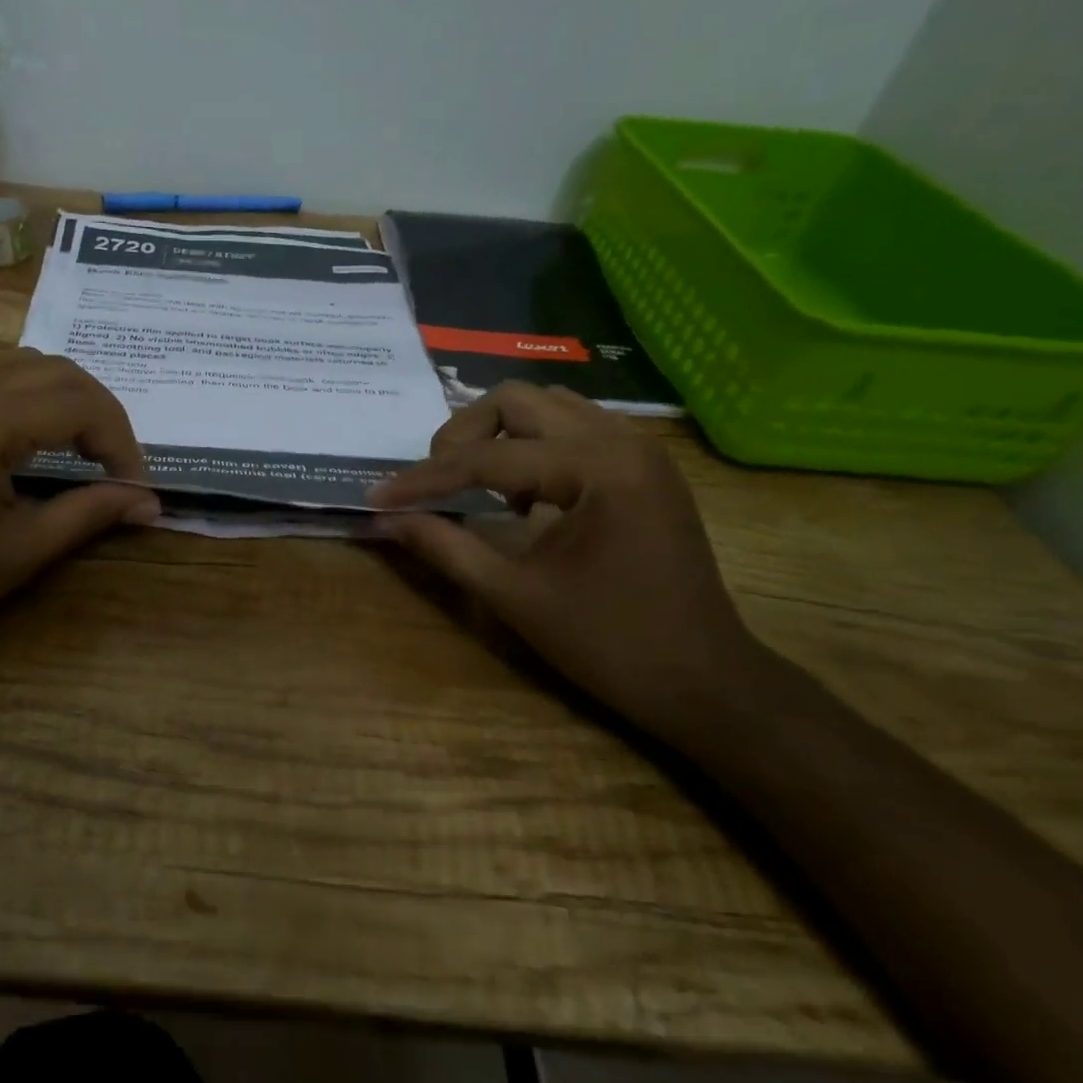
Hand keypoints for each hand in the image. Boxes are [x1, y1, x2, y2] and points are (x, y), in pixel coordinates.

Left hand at [0, 349, 157, 658]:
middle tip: (117, 466)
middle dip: (102, 414)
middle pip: (59, 371)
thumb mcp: (20, 552)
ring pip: (27, 361)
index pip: (80, 403)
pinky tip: (37, 427)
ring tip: (87, 446)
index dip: (121, 442)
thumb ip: (91, 514)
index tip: (135, 486)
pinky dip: (30, 388)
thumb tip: (151, 503)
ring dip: (69, 396)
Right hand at [368, 384, 775, 735]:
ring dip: (499, 437)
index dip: (424, 479)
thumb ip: (444, 547)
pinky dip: (534, 447)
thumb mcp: (514, 596)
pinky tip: (524, 497)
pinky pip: (572, 428)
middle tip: (436, 483)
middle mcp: (621, 439)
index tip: (378, 497)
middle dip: (462, 436)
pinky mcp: (644, 466)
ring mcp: (639, 448)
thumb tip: (385, 520)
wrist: (705, 681)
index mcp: (597, 468)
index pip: (487, 458)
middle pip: (516, 400)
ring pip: (546, 406)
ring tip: (479, 488)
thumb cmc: (609, 644)